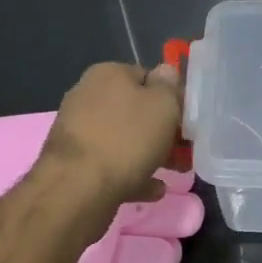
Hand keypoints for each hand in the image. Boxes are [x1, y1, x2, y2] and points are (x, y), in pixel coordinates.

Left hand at [39, 61, 184, 204]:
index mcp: (107, 75)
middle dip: (162, 131)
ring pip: (124, 139)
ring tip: (173, 172)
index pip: (147, 77)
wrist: (78, 189)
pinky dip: (133, 175)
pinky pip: (111, 164)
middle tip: (183, 150)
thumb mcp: (163, 105)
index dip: (171, 98)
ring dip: (149, 154)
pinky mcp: (74, 163)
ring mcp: (79, 131)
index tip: (187, 120)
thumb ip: (169, 86)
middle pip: (135, 110)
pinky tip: (153, 190)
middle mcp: (88, 97)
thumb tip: (166, 72)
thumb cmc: (127, 139)